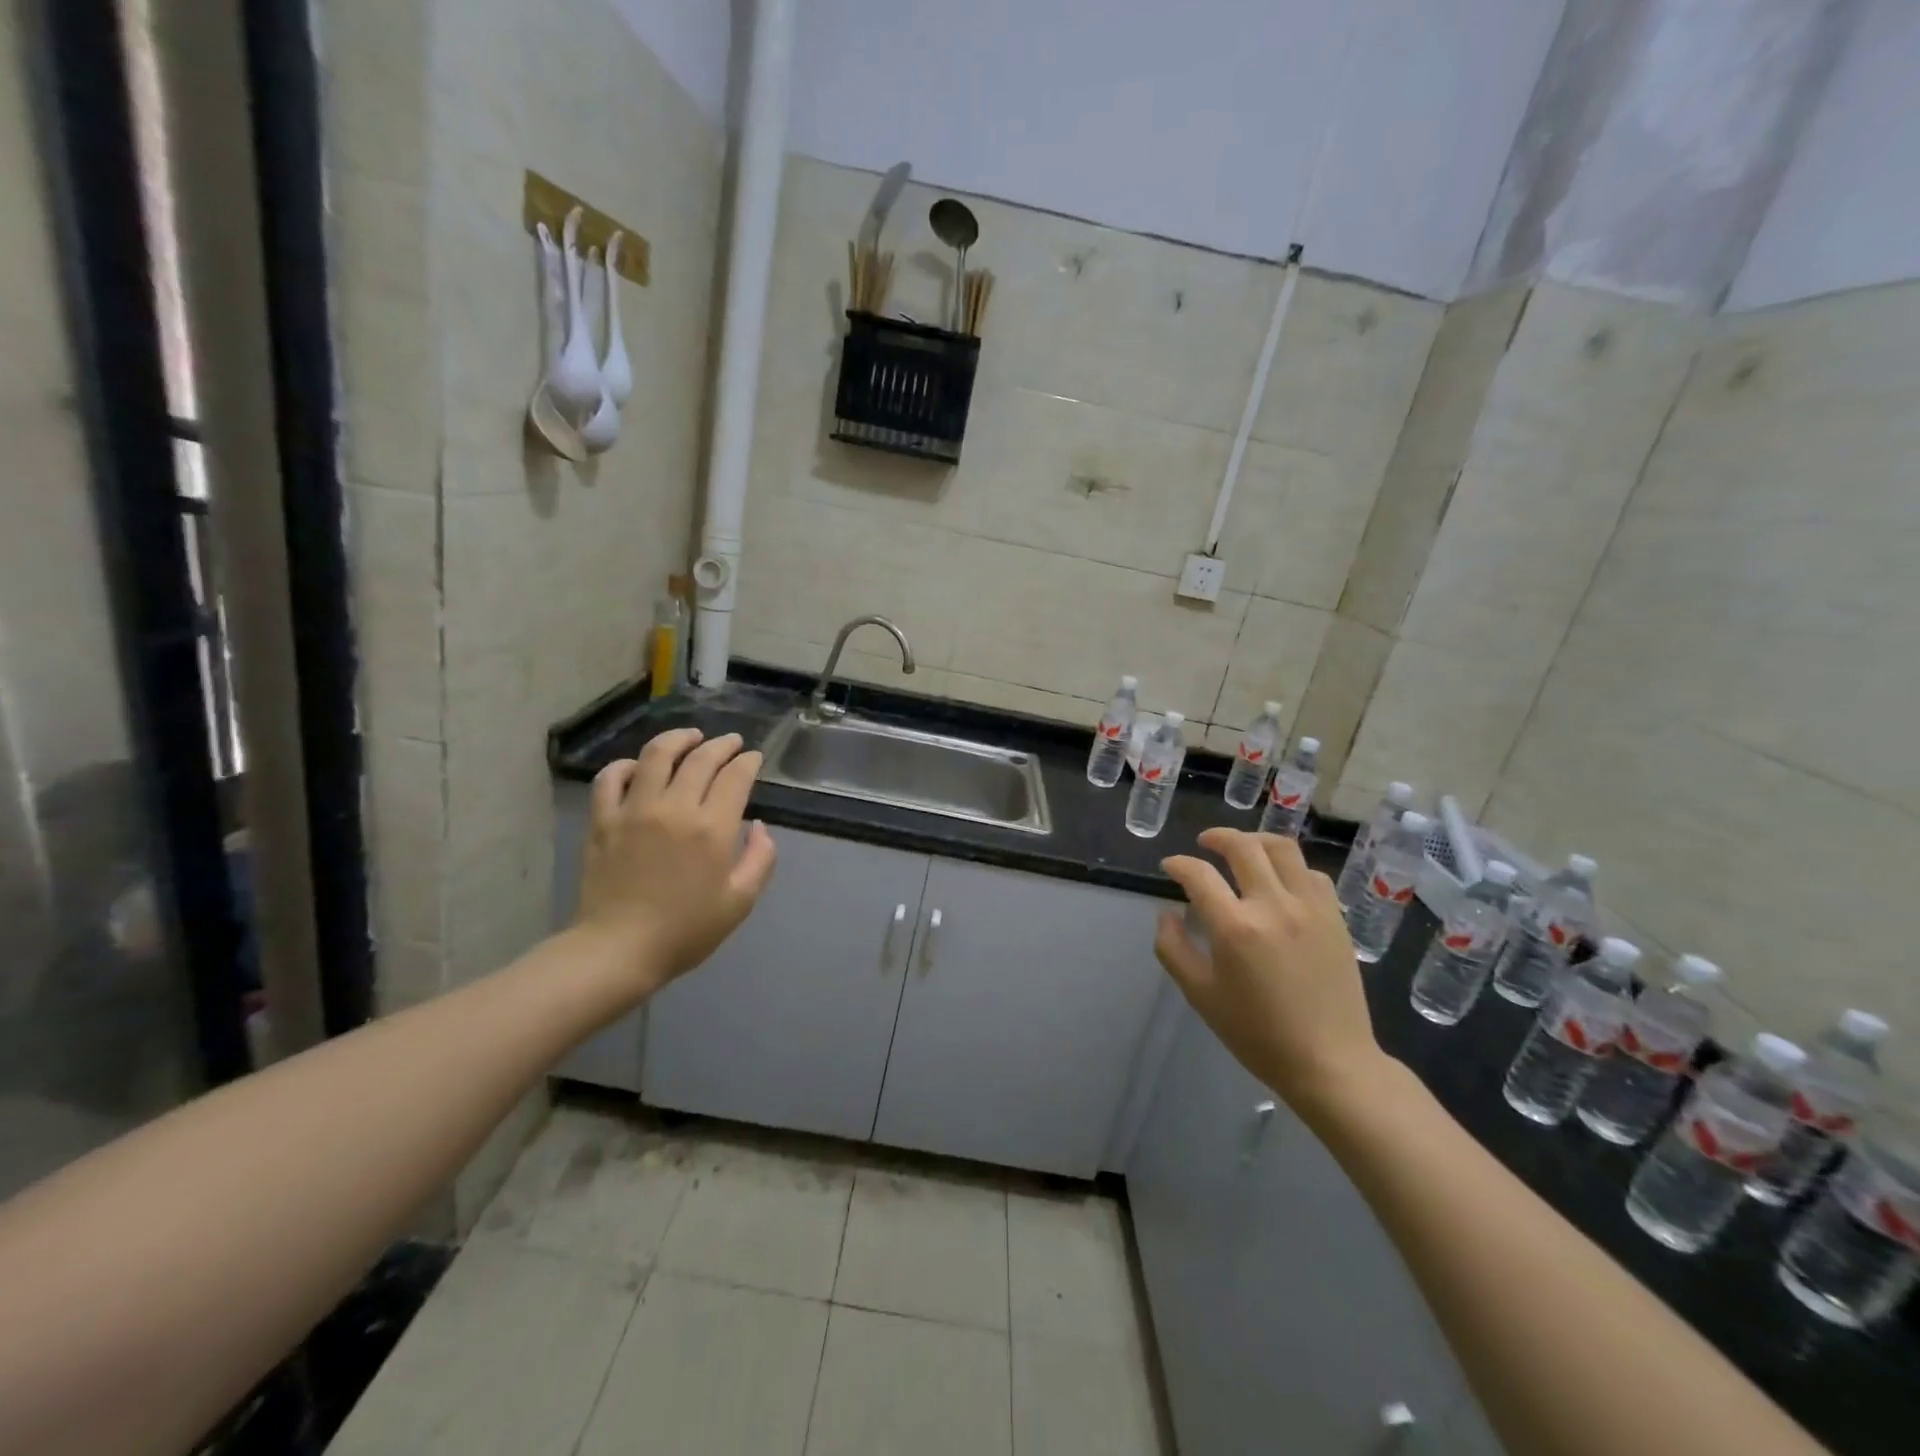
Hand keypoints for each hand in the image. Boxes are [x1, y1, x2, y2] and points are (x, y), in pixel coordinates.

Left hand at [574, 729, 777, 993]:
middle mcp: (674, 808)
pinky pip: (612, 777)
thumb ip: (760, 859)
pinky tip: (640, 767)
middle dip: (722, 745)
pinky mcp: (603, 820)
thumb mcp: (740, 901)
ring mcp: (634, 810)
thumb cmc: (685, 930)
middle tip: (732, 742)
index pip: (735, 776)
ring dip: (678, 739)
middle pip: (701, 758)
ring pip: (657, 755)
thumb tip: (759, 826)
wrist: (618, 951)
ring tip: (691, 737)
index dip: (748, 761)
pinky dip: (627, 765)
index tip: (753, 758)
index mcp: (712, 828)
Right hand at [1154, 828, 1392, 1117]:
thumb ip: (1173, 949)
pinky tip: (1280, 879)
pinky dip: (1289, 866)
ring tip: (1243, 848)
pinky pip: (1311, 873)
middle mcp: (1273, 906)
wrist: (1329, 1061)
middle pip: (1243, 847)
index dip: (1178, 864)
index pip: (1198, 874)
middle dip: (1217, 837)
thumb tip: (1167, 914)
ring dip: (1256, 840)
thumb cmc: (1257, 1034)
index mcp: (1235, 927)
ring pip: (1283, 849)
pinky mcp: (1335, 917)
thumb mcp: (1200, 995)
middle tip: (1203, 843)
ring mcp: (1310, 908)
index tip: (1170, 867)